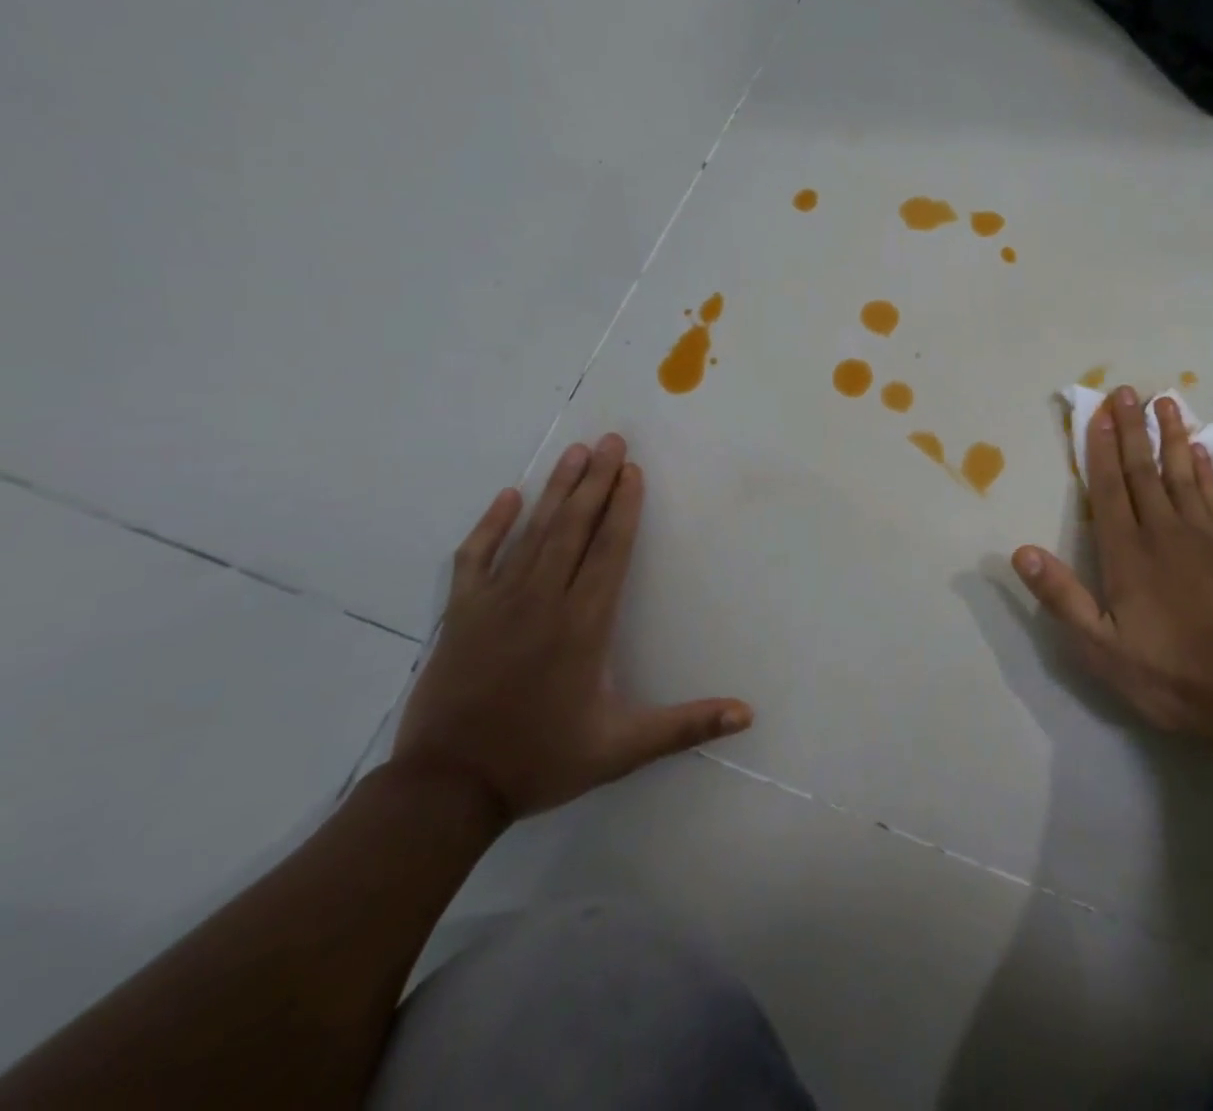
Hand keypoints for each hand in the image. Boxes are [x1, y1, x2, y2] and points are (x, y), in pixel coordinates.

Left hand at [392, 433, 751, 821]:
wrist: (446, 790)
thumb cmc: (542, 760)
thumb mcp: (622, 748)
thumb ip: (685, 726)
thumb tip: (748, 714)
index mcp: (584, 623)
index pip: (609, 549)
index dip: (624, 507)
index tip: (633, 469)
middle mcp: (543, 600)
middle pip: (574, 527)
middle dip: (595, 480)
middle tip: (611, 439)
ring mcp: (497, 602)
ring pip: (532, 532)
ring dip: (556, 490)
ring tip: (574, 452)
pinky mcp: (462, 614)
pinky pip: (475, 557)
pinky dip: (491, 525)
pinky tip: (508, 497)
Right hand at [1013, 387, 1212, 759]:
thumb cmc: (1170, 673)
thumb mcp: (1102, 648)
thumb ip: (1063, 597)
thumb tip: (1021, 553)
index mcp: (1127, 554)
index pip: (1108, 489)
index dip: (1099, 450)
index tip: (1097, 414)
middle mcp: (1163, 532)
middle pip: (1142, 470)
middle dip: (1131, 429)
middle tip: (1127, 391)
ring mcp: (1203, 536)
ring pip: (1181, 473)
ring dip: (1170, 436)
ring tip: (1166, 402)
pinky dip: (1205, 469)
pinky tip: (1201, 450)